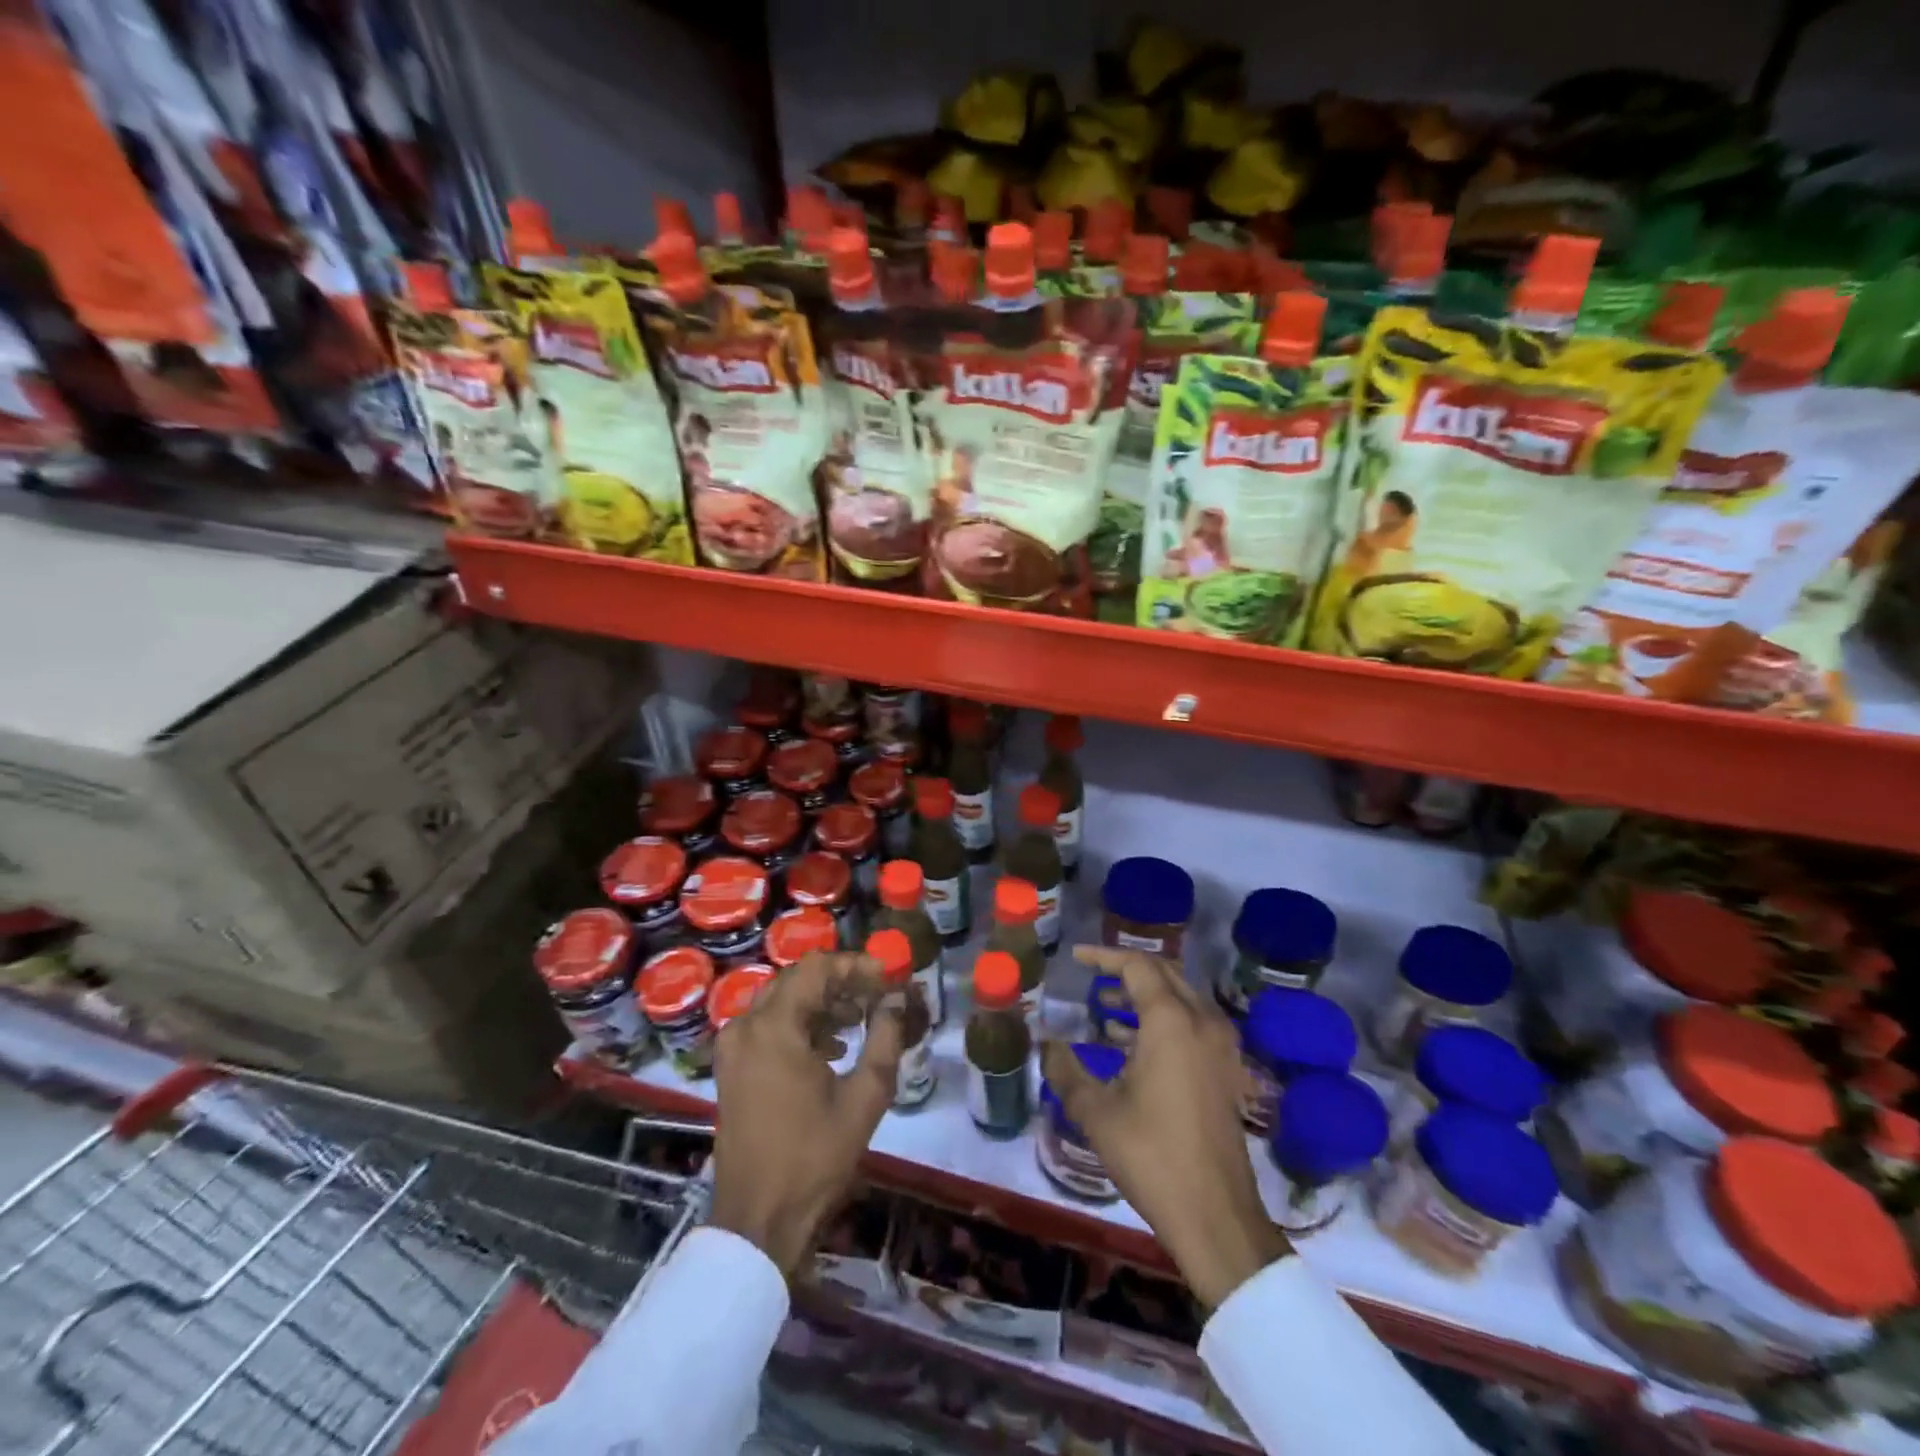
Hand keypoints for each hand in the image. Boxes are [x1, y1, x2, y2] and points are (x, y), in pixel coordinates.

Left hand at [709, 949, 903, 1276]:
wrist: (758, 1221)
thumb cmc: (814, 1158)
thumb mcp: (864, 1097)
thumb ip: (885, 1037)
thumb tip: (898, 999)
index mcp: (774, 1027)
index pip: (817, 968)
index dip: (856, 965)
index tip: (889, 977)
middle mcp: (746, 1025)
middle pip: (797, 979)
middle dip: (840, 981)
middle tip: (877, 994)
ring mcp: (734, 1047)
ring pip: (782, 1001)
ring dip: (821, 1002)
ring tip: (860, 1018)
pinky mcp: (731, 1068)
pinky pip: (768, 1025)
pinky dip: (800, 1024)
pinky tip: (831, 1047)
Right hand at [1044, 946, 1290, 1307]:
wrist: (1216, 1216)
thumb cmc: (1152, 1156)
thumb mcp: (1097, 1113)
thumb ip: (1066, 1071)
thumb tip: (1045, 1044)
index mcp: (1171, 1021)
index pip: (1137, 966)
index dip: (1103, 957)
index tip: (1076, 958)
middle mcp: (1202, 1022)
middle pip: (1164, 974)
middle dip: (1126, 971)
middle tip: (1092, 979)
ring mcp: (1221, 1048)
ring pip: (1181, 999)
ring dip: (1144, 997)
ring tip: (1105, 1009)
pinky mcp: (1226, 1072)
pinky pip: (1193, 1025)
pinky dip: (1163, 1021)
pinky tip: (1132, 1045)